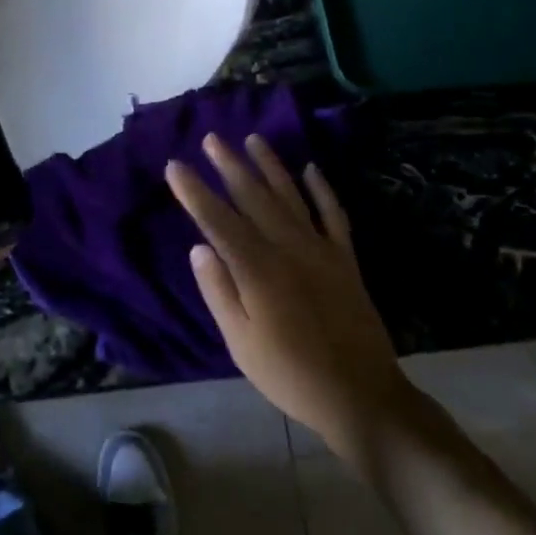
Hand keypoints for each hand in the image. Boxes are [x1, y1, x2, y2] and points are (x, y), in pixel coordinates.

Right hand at [168, 135, 416, 461]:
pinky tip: (311, 169)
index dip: (194, 191)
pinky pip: (333, 214)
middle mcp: (288, 247)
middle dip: (229, 165)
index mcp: (257, 269)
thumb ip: (219, 292)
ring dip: (270, 165)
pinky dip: (322, 189)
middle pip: (253, 197)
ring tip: (253, 139)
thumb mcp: (241, 343)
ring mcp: (320, 249)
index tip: (175, 165)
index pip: (217, 220)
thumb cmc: (290, 374)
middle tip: (211, 138)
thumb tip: (198, 247)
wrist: (361, 396)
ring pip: (291, 195)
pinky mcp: (345, 259)